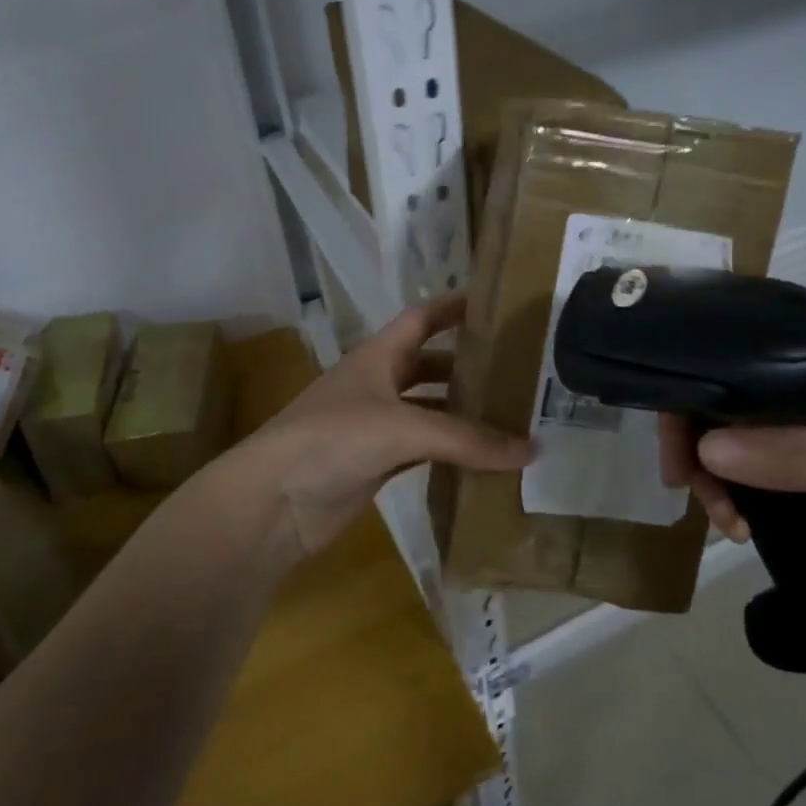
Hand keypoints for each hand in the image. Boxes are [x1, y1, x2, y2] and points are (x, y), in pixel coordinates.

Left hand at [229, 296, 533, 558]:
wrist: (273, 502)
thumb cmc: (332, 440)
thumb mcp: (402, 428)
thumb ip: (466, 439)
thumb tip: (532, 450)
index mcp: (377, 356)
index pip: (421, 318)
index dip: (453, 307)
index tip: (495, 303)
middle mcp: (376, 385)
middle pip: (428, 365)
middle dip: (467, 366)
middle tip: (517, 371)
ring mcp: (374, 426)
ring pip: (428, 411)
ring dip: (461, 414)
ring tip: (510, 416)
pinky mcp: (374, 464)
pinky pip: (422, 451)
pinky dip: (450, 453)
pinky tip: (481, 460)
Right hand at [660, 336, 805, 622]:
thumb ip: (802, 458)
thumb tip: (703, 450)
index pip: (752, 347)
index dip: (702, 375)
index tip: (672, 422)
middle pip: (738, 398)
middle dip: (703, 437)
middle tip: (685, 482)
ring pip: (745, 442)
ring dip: (720, 475)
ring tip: (725, 520)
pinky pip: (767, 481)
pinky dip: (744, 499)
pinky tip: (740, 527)